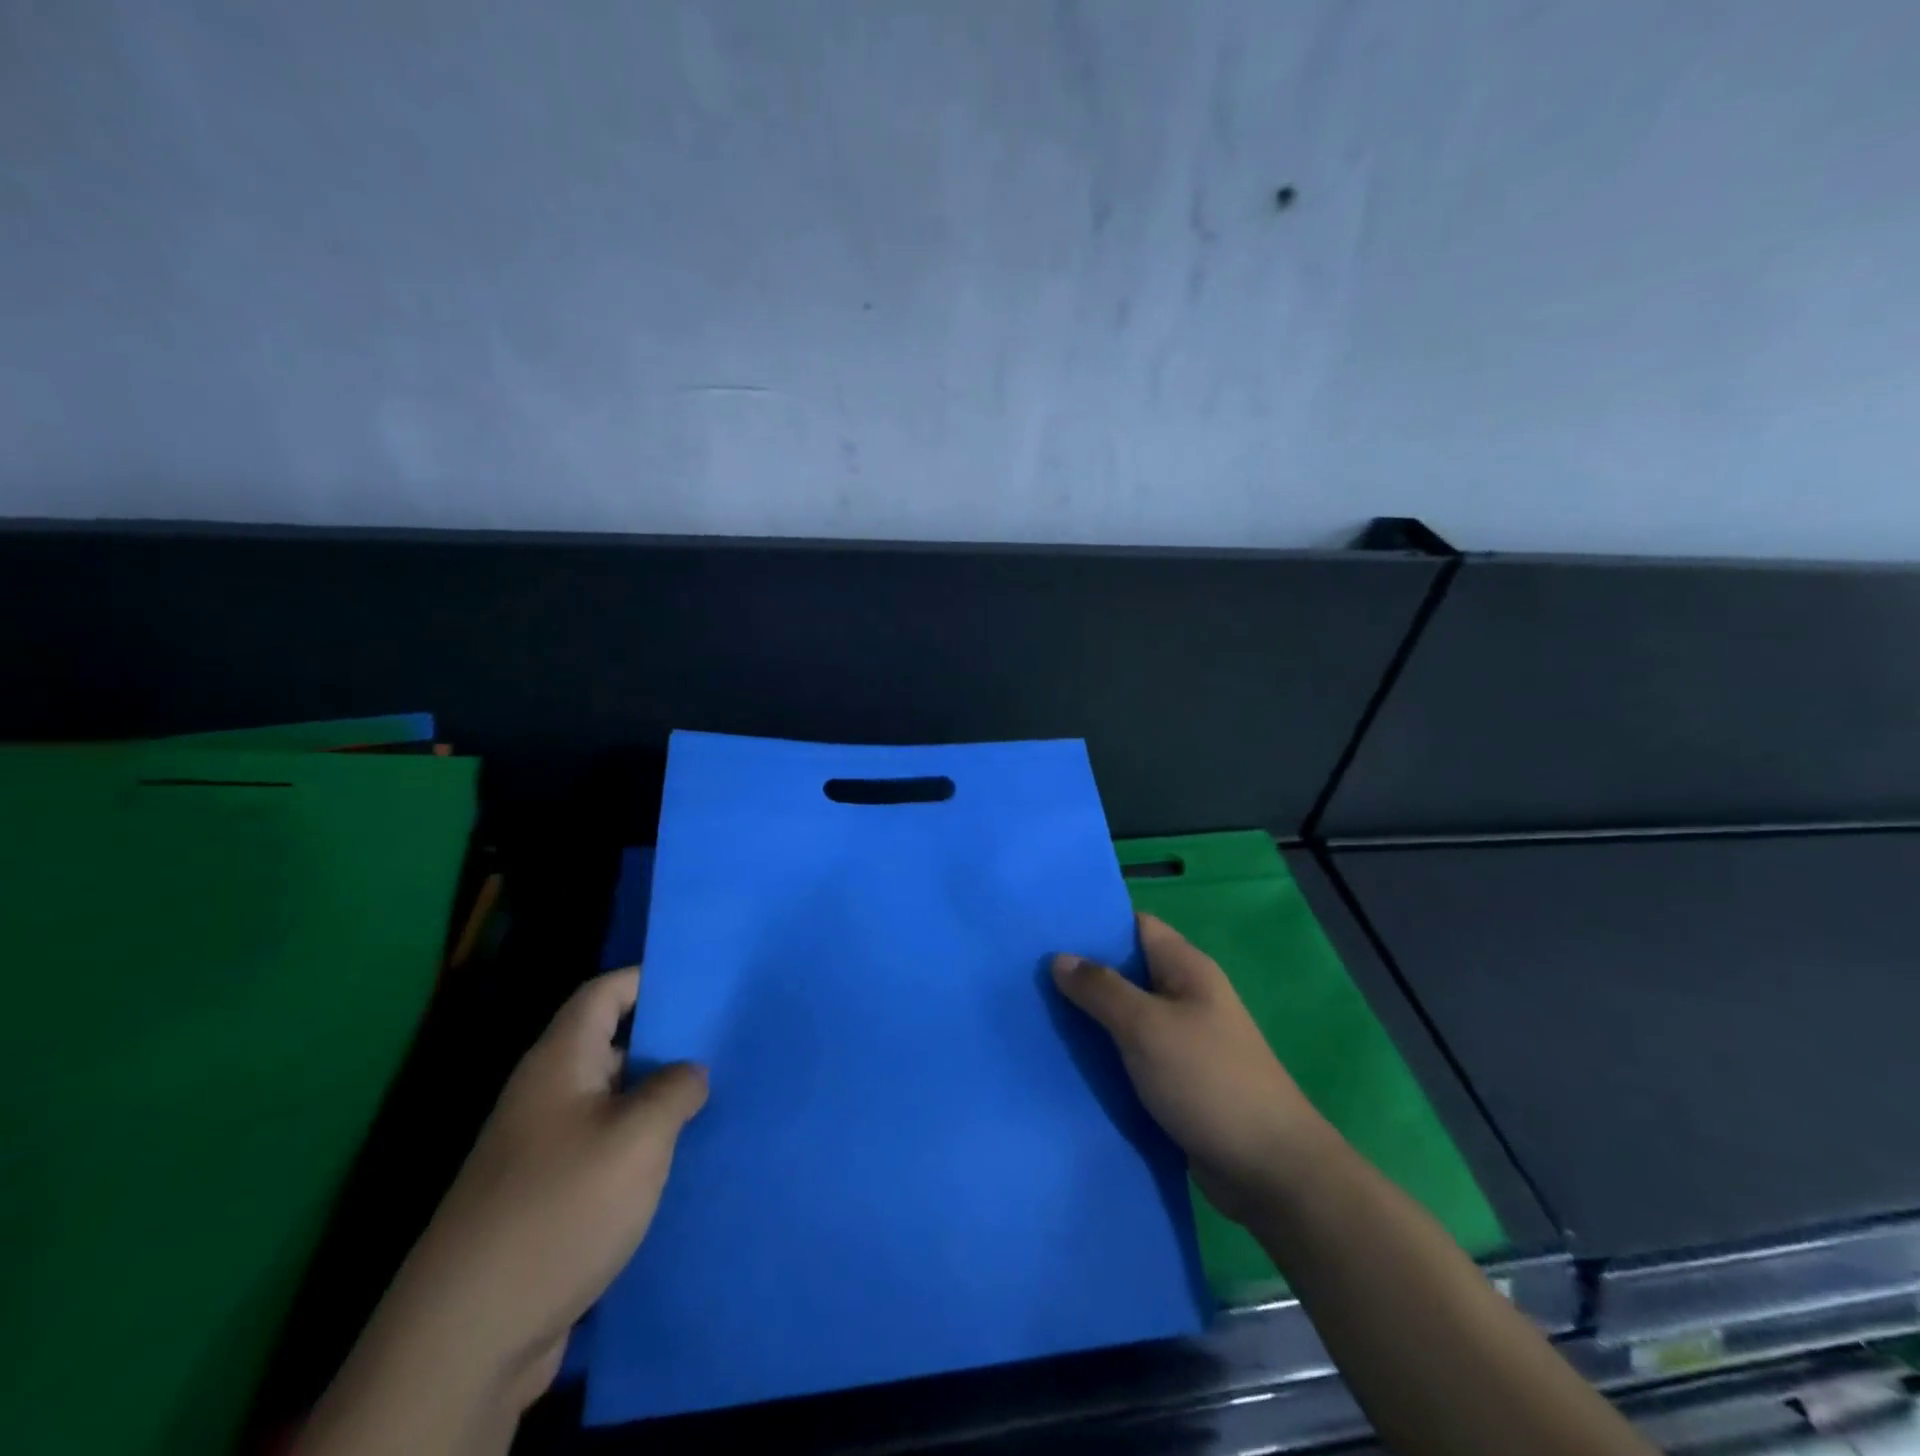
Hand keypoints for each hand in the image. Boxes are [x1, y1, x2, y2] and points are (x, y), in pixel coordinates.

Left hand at [298, 969, 706, 1453]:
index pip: (604, 993)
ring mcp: (546, 1150)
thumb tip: (690, 1073)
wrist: (470, 1337)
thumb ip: (675, 1089)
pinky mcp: (552, 1198)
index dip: (648, 978)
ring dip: (661, 1101)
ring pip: (616, 1103)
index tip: (701, 981)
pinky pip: (608, 1151)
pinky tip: (686, 1161)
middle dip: (668, 1043)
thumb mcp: (637, 1137)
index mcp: (560, 1062)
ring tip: (721, 1098)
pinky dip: (645, 1148)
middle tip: (728, 1041)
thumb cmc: (560, 1208)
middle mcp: (548, 1096)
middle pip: (614, 1046)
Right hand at [1052, 914, 1326, 1224]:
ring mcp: (1182, 1039)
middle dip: (1083, 972)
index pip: (1136, 925)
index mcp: (1186, 968)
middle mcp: (1185, 995)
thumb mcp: (1147, 1026)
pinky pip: (1132, 1052)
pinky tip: (1067, 1059)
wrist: (1267, 1170)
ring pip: (1126, 1015)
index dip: (1096, 923)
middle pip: (1127, 970)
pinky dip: (1104, 1053)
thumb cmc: (1207, 1080)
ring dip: (1090, 1017)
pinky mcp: (1177, 1078)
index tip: (1048, 928)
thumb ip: (1101, 989)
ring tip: (1036, 1013)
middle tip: (1029, 974)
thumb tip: (1060, 958)